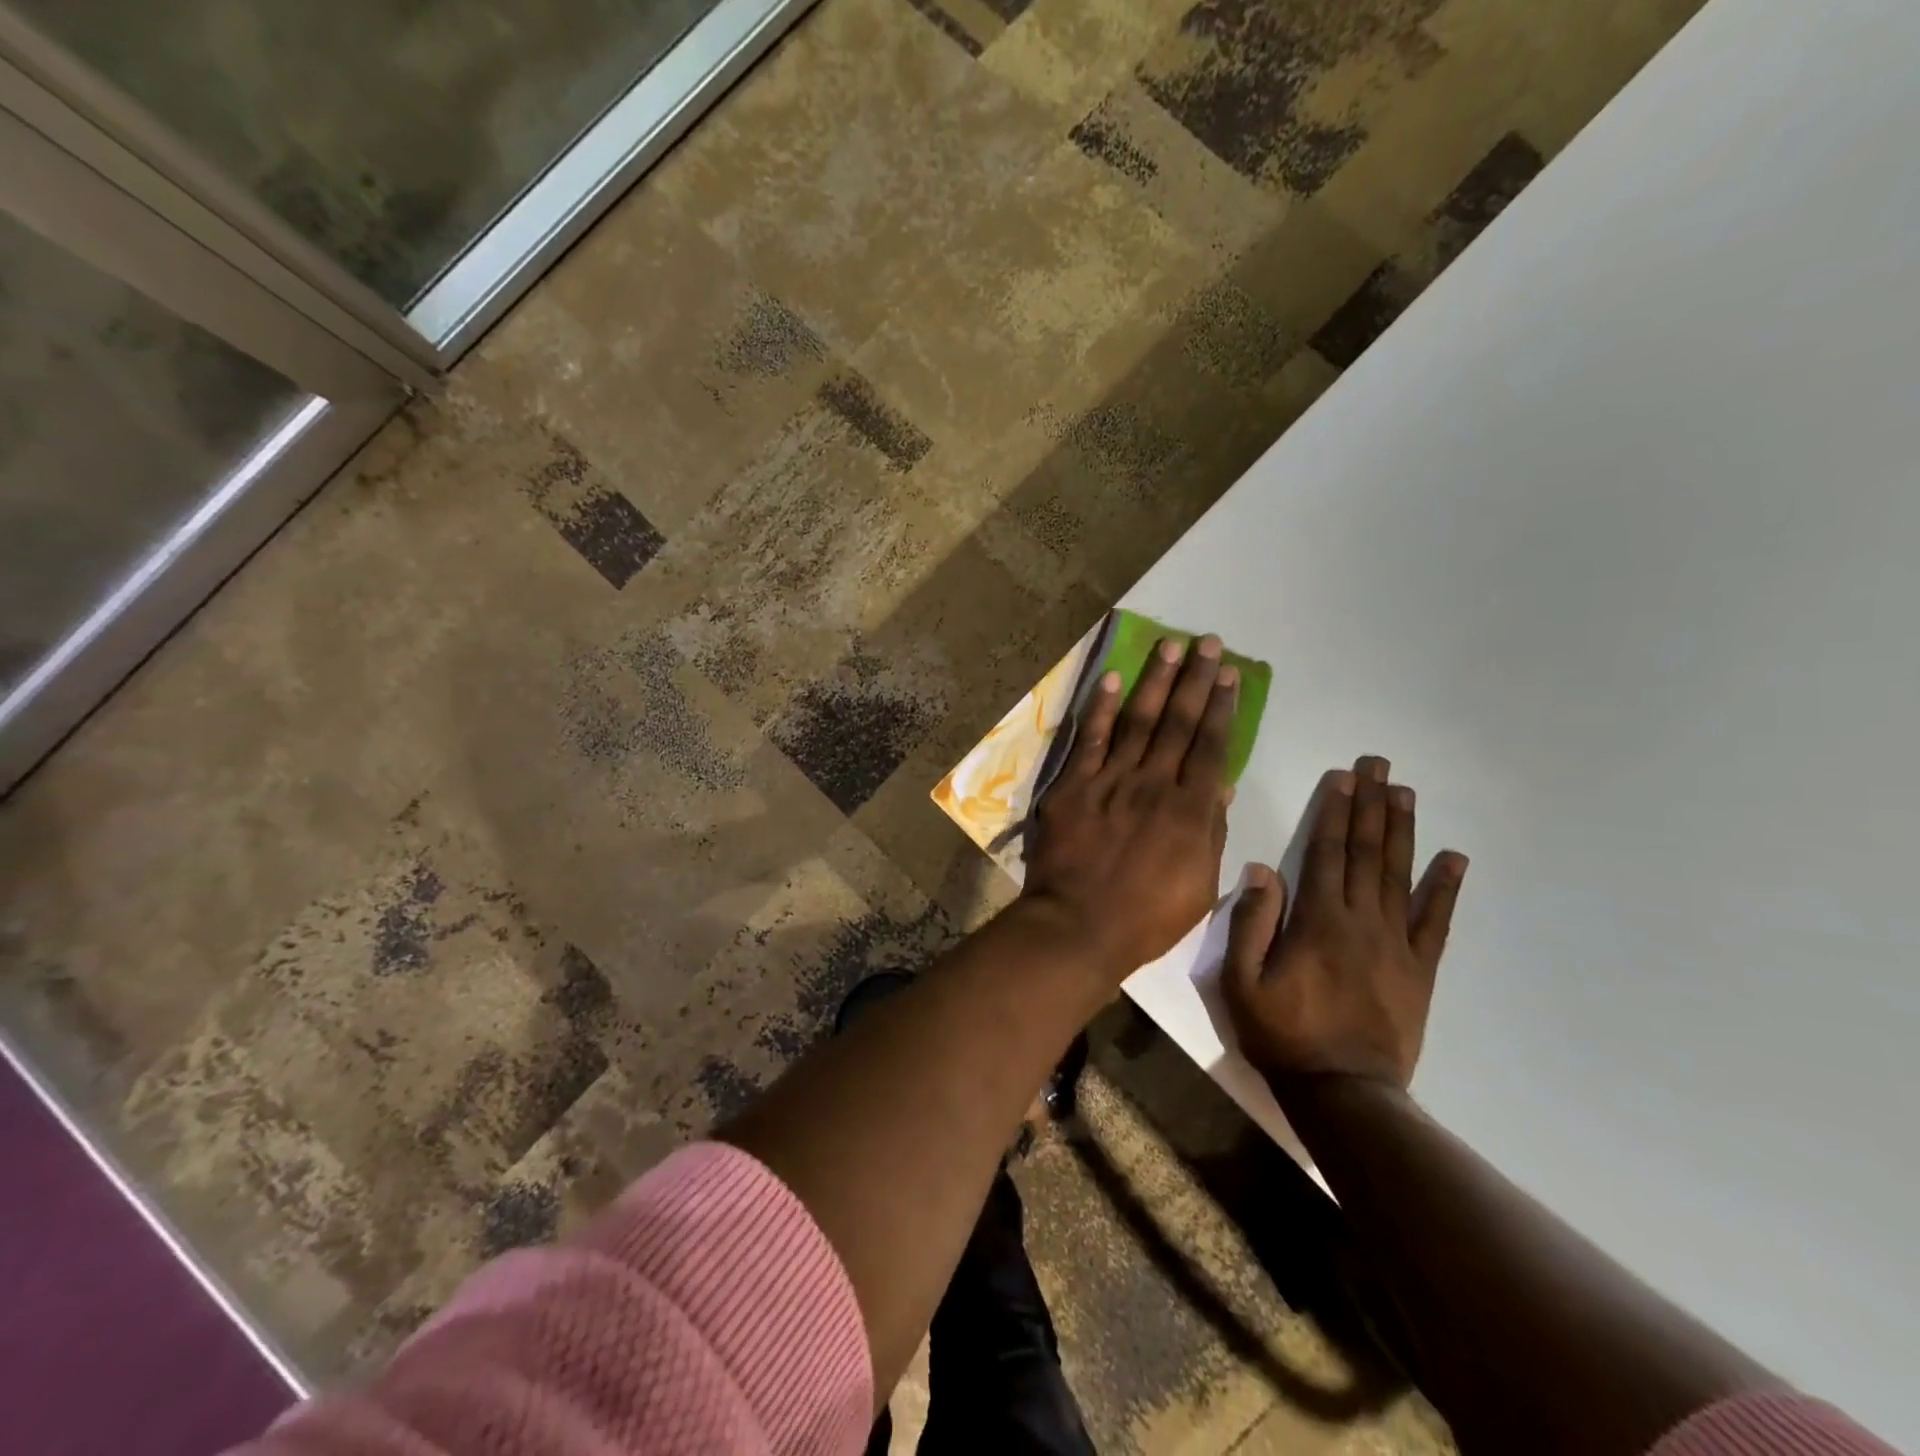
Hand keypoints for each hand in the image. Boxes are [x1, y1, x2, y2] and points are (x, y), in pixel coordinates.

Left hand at [1022, 635, 1237, 981]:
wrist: (1079, 925)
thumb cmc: (1146, 917)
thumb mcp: (1199, 885)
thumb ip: (1209, 832)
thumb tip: (1219, 786)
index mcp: (1190, 809)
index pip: (1211, 745)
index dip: (1222, 707)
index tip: (1229, 674)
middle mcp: (1154, 783)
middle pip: (1178, 722)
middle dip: (1196, 679)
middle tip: (1207, 642)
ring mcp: (1111, 780)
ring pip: (1138, 720)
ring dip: (1155, 681)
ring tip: (1170, 646)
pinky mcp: (1074, 785)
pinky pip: (1090, 739)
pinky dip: (1101, 708)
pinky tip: (1111, 679)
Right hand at [1224, 755, 1466, 1089]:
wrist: (1343, 1093)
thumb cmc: (1282, 1034)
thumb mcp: (1241, 982)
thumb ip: (1250, 923)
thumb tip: (1263, 869)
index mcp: (1317, 921)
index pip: (1327, 852)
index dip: (1335, 811)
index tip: (1344, 776)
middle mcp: (1361, 921)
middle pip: (1367, 853)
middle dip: (1370, 805)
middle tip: (1379, 765)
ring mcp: (1396, 945)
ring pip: (1399, 876)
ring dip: (1402, 831)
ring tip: (1405, 793)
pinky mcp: (1419, 970)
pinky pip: (1436, 923)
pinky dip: (1445, 889)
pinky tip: (1454, 859)